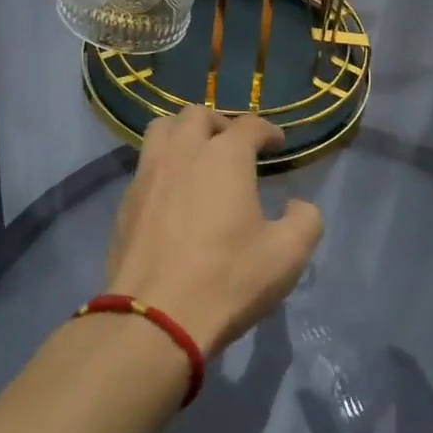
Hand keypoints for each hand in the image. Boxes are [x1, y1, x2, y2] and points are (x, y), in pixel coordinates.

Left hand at [104, 108, 322, 356]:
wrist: (154, 317)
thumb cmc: (227, 279)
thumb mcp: (287, 254)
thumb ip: (305, 220)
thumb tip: (297, 205)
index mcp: (225, 156)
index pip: (250, 125)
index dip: (268, 131)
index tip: (277, 145)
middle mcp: (184, 151)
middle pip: (198, 114)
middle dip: (220, 124)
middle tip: (233, 147)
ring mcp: (149, 173)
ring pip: (162, 129)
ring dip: (183, 134)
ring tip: (197, 157)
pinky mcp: (126, 199)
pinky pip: (145, 164)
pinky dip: (162, 165)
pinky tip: (173, 193)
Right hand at [297, 348, 432, 432]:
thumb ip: (325, 430)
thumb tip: (304, 392)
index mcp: (414, 419)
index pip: (409, 376)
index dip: (397, 359)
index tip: (379, 349)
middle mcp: (431, 430)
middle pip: (422, 394)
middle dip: (402, 380)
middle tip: (377, 373)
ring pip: (425, 417)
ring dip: (406, 406)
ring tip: (378, 406)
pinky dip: (409, 430)